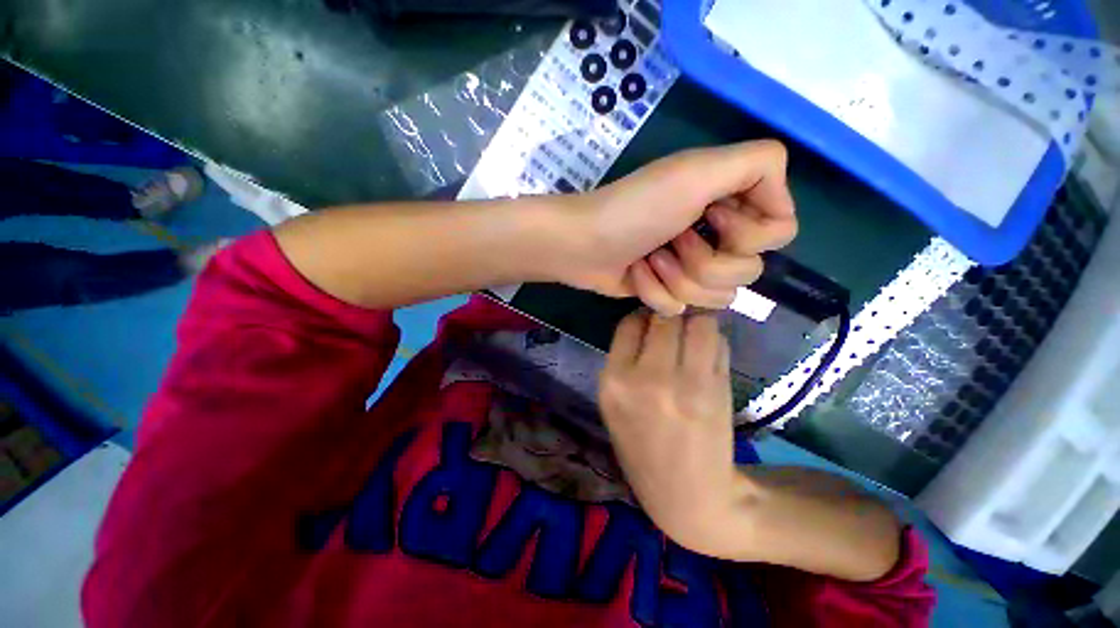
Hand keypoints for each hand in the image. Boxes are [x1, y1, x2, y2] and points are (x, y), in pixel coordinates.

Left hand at [554, 141, 796, 314]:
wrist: (582, 245)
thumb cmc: (635, 209)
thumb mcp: (697, 171)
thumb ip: (758, 165)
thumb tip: (781, 207)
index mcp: (730, 204)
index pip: (779, 233)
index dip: (748, 234)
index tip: (712, 216)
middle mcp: (716, 237)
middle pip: (747, 272)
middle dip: (703, 260)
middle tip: (670, 239)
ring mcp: (690, 268)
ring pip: (716, 296)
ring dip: (676, 278)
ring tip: (649, 259)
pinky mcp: (667, 292)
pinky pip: (681, 308)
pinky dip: (654, 291)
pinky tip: (635, 274)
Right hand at [598, 310, 736, 551]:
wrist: (686, 495)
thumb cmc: (642, 446)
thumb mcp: (615, 404)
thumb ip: (625, 361)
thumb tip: (647, 319)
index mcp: (614, 381)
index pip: (629, 323)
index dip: (642, 319)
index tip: (650, 324)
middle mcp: (646, 377)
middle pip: (664, 317)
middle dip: (671, 316)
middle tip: (676, 326)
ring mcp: (685, 383)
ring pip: (697, 322)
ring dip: (696, 323)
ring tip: (694, 337)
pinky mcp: (717, 389)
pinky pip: (717, 343)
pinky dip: (714, 341)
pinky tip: (708, 356)